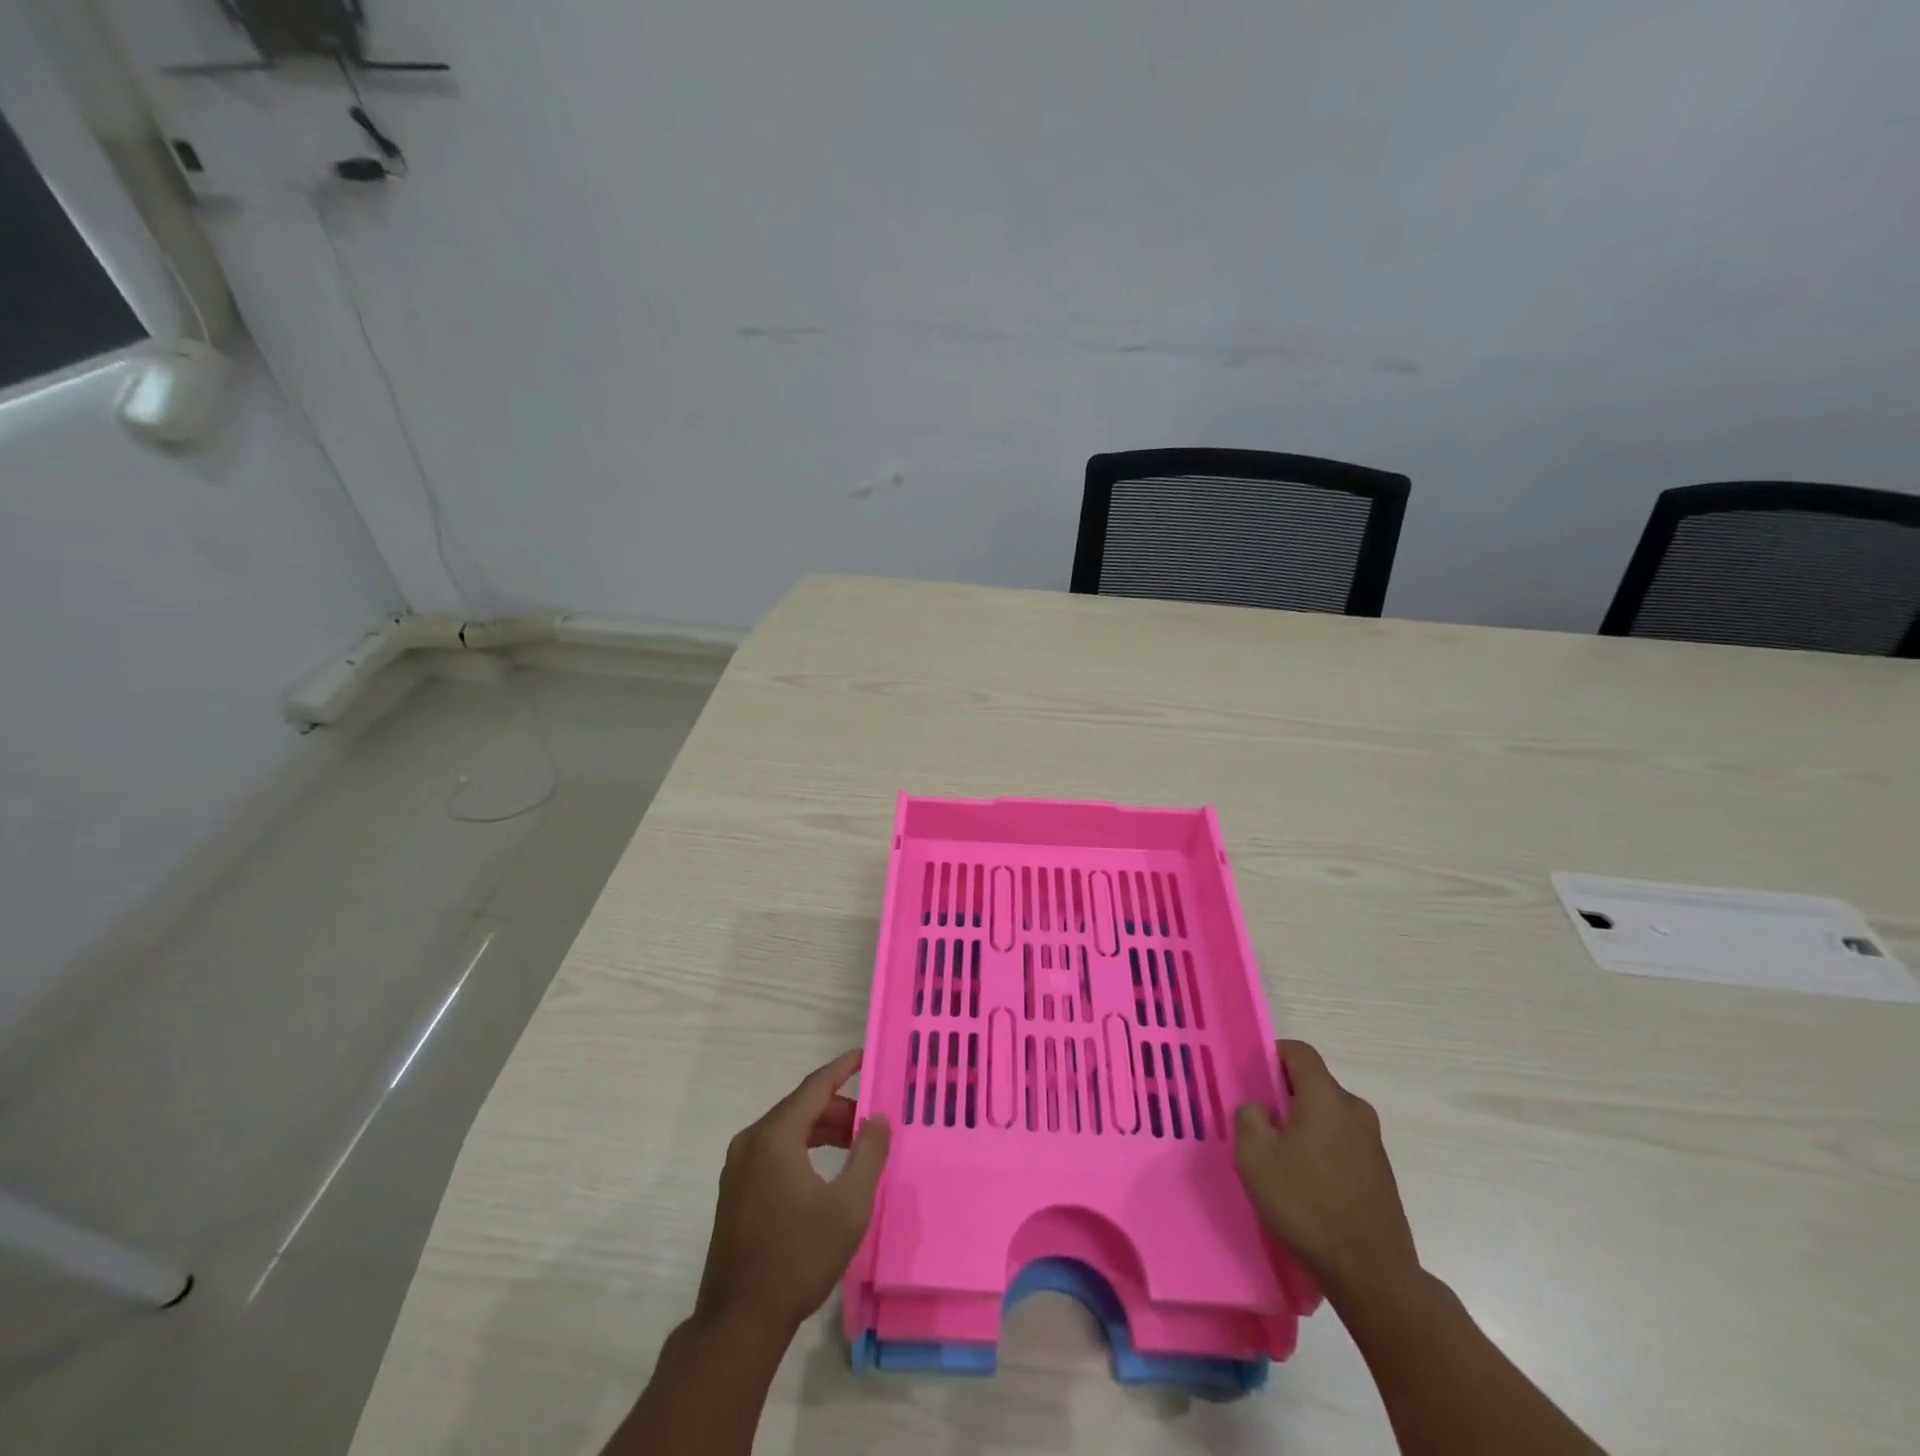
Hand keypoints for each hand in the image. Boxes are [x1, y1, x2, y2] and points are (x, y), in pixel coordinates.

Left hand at [694, 1050, 891, 1335]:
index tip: (866, 1056)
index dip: (842, 1068)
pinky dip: (802, 1147)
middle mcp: (751, 1141)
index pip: (814, 1086)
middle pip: (800, 1107)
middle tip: (871, 1120)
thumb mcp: (848, 1206)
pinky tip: (824, 1169)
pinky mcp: (734, 1190)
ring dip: (821, 1129)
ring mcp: (738, 1166)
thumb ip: (868, 1154)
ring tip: (854, 1144)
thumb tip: (878, 1119)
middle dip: (838, 1107)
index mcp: (775, 1136)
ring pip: (787, 1129)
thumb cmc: (798, 1258)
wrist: (739, 1322)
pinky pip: (774, 1150)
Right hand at [1234, 1040, 1418, 1300]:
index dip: (1272, 1054)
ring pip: (1328, 1116)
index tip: (1252, 1077)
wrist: (1372, 1274)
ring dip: (1304, 1125)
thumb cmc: (1306, 1204)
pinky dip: (1322, 1150)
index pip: (1299, 1052)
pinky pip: (1342, 1144)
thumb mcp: (1255, 1157)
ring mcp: (1373, 1144)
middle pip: (1314, 1084)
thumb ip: (1249, 1119)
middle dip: (1285, 1095)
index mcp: (1326, 1097)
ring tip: (1280, 1158)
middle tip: (1259, 1122)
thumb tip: (1261, 1110)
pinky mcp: (1381, 1175)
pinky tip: (1306, 1184)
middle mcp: (1355, 1111)